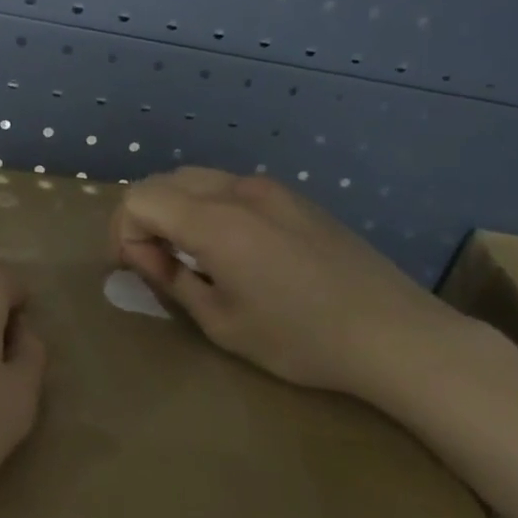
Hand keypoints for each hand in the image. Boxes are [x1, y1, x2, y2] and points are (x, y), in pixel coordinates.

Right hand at [110, 168, 464, 402]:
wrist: (394, 334)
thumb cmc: (300, 339)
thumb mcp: (221, 322)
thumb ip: (172, 279)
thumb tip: (145, 254)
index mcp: (215, 221)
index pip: (138, 199)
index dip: (124, 232)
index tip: (139, 270)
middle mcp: (238, 190)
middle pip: (163, 181)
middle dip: (144, 218)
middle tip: (155, 263)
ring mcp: (270, 189)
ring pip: (197, 179)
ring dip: (176, 209)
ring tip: (191, 256)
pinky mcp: (295, 197)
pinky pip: (231, 188)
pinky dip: (209, 207)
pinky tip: (233, 249)